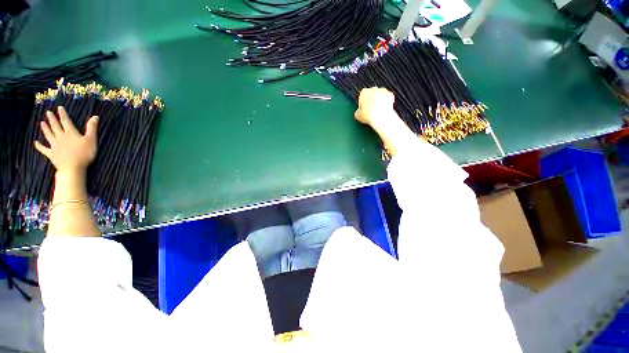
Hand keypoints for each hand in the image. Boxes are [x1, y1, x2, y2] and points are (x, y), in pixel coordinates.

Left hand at [34, 106, 98, 174]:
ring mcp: (54, 145)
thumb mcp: (91, 140)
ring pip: (48, 135)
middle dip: (51, 119)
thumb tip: (95, 116)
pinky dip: (39, 146)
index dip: (62, 114)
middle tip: (48, 112)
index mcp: (70, 133)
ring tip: (42, 123)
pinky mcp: (51, 154)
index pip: (65, 121)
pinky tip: (35, 143)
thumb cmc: (84, 154)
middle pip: (55, 126)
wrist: (73, 168)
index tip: (59, 108)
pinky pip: (43, 149)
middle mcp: (60, 137)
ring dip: (45, 129)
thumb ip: (92, 128)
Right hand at [354, 87, 395, 126]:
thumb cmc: (368, 115)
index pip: (361, 97)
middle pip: (371, 95)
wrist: (381, 117)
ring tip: (377, 111)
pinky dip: (386, 102)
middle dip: (371, 101)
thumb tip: (358, 112)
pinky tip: (383, 109)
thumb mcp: (358, 116)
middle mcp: (373, 89)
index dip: (362, 105)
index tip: (363, 110)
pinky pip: (387, 98)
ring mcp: (383, 91)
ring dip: (378, 101)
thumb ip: (357, 112)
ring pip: (379, 95)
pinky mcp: (390, 94)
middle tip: (371, 111)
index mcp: (364, 92)